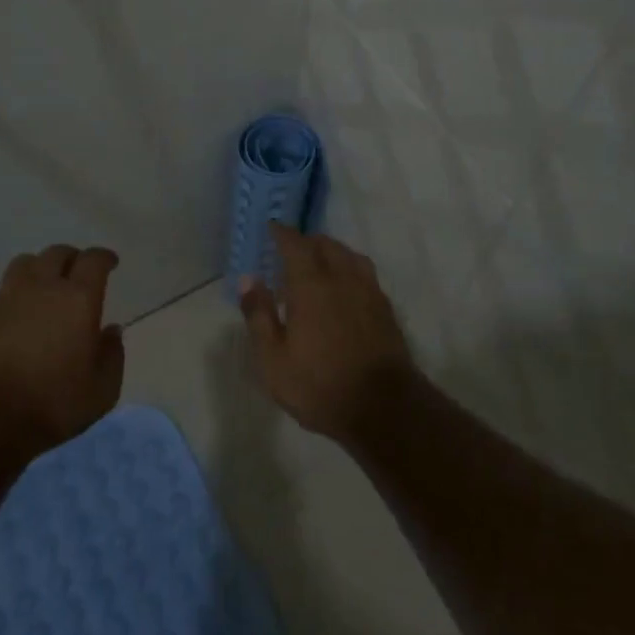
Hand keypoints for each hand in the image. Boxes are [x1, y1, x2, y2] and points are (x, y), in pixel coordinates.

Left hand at [0, 244, 123, 449]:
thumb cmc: (52, 403)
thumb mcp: (102, 390)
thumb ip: (112, 355)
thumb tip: (110, 331)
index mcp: (78, 298)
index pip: (94, 260)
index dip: (104, 257)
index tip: (110, 262)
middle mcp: (42, 286)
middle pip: (57, 254)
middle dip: (71, 258)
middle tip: (76, 272)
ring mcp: (5, 298)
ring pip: (22, 264)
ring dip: (36, 269)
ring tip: (40, 284)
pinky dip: (3, 298)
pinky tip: (5, 313)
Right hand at [238, 223, 416, 439]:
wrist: (383, 407)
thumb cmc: (320, 385)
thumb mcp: (274, 359)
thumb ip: (259, 315)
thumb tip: (248, 279)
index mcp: (311, 284)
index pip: (295, 245)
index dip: (282, 233)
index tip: (272, 227)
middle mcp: (342, 278)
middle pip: (325, 245)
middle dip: (307, 241)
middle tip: (291, 250)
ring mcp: (369, 291)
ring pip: (349, 256)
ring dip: (331, 252)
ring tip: (319, 263)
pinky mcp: (385, 308)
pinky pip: (365, 273)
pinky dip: (350, 269)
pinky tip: (345, 287)